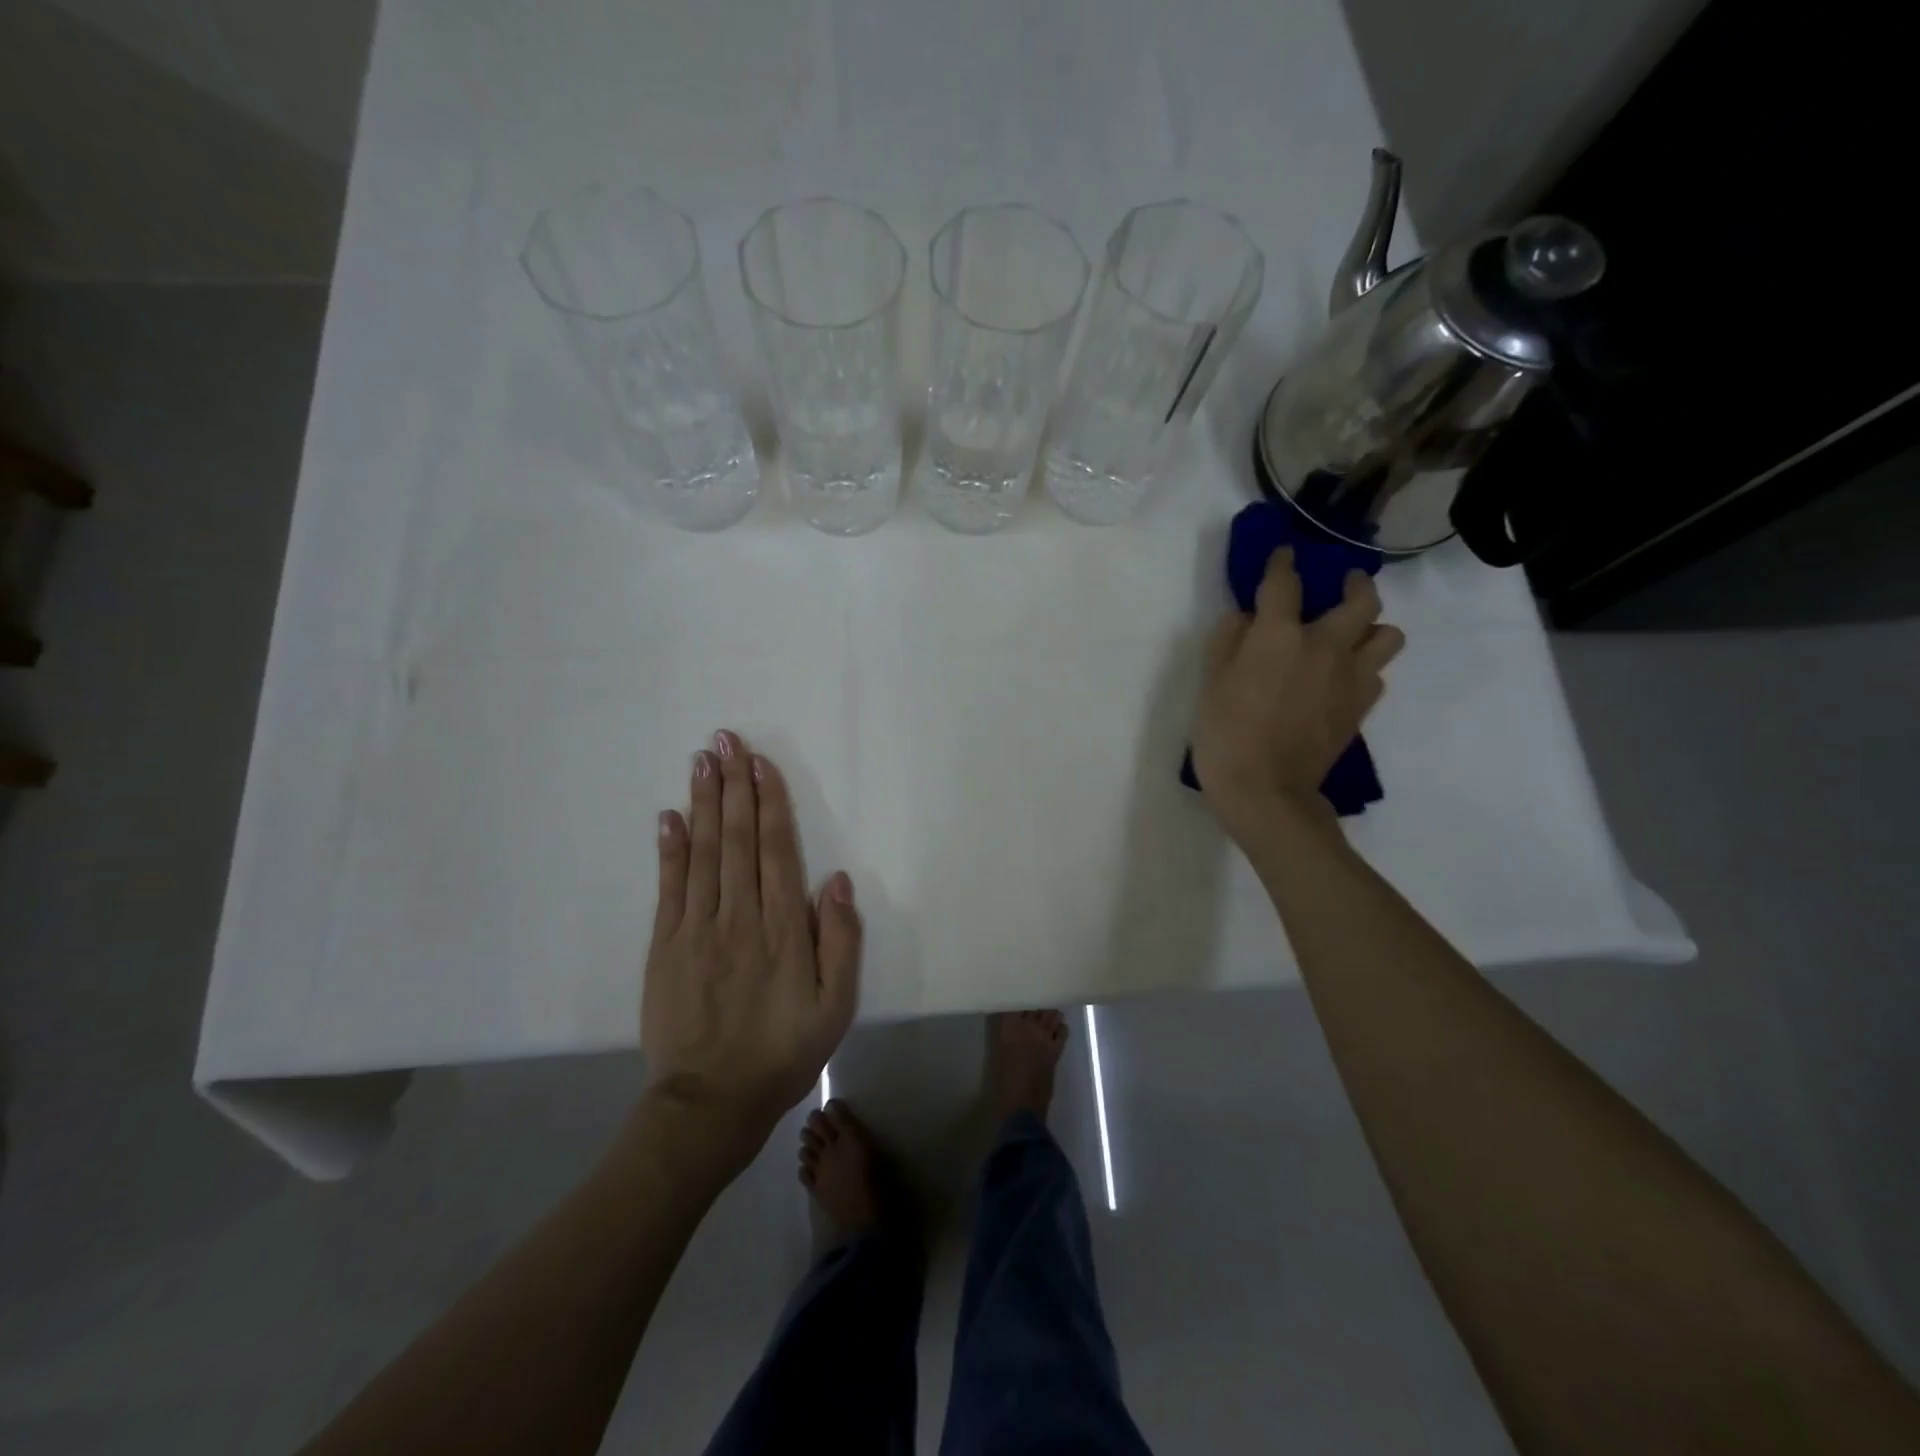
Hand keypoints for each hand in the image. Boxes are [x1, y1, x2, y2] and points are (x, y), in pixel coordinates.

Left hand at [641, 731, 860, 1157]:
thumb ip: (840, 941)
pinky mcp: (664, 948)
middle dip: (733, 786)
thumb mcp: (834, 1008)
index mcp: (782, 931)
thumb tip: (836, 879)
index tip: (760, 763)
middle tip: (725, 741)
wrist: (709, 1104)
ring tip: (702, 762)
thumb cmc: (783, 1053)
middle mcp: (738, 918)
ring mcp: (696, 930)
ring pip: (702, 854)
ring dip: (703, 804)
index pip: (776, 851)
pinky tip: (669, 816)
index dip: (769, 804)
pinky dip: (669, 849)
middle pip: (736, 840)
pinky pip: (668, 888)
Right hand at [1192, 550, 1404, 844]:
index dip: (1282, 563)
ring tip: (1353, 634)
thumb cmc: (1225, 734)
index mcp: (1280, 635)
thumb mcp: (1210, 683)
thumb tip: (1244, 619)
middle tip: (1343, 584)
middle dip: (1354, 583)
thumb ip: (1227, 641)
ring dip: (1373, 627)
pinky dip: (1365, 668)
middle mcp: (1325, 646)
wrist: (1266, 791)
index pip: (1285, 583)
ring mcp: (1351, 677)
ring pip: (1387, 634)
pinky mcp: (1361, 706)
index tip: (1283, 554)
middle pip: (1361, 599)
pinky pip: (1377, 674)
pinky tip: (1343, 677)